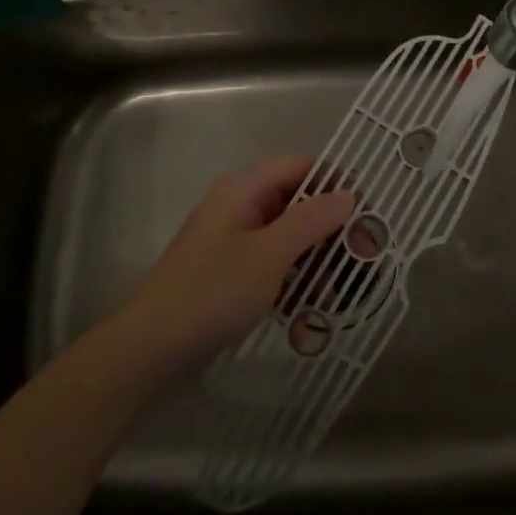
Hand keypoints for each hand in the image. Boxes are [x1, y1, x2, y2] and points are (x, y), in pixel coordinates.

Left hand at [114, 155, 356, 383]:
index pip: (301, 166)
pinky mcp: (229, 270)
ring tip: (341, 289)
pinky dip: (294, 275)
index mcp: (243, 189)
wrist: (150, 348)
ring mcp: (232, 239)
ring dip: (316, 256)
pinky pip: (273, 260)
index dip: (335, 183)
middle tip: (363, 257)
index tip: (365, 215)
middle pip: (296, 200)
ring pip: (287, 233)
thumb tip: (348, 195)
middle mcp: (238, 205)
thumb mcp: (270, 254)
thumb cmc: (213, 292)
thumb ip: (312, 220)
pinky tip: (310, 305)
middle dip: (330, 226)